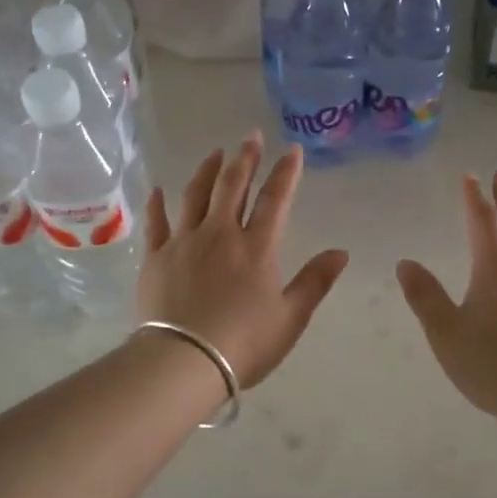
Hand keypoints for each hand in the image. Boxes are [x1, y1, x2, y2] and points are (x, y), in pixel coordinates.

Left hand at [138, 133, 349, 389]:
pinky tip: (159, 190)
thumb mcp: (290, 317)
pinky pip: (157, 222)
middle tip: (250, 137)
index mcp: (256, 247)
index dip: (285, 173)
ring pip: (196, 195)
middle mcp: (220, 234)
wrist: (183, 361)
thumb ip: (315, 281)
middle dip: (245, 158)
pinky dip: (158, 203)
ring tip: (216, 153)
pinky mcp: (156, 257)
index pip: (274, 200)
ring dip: (207, 170)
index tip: (291, 149)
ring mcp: (184, 242)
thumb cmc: (244, 343)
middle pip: (232, 186)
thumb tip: (341, 252)